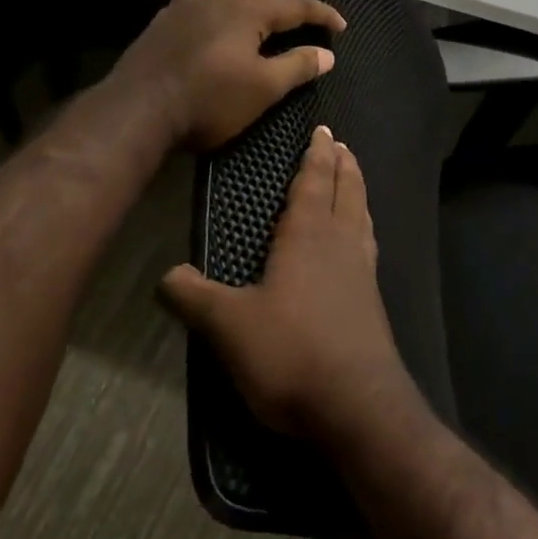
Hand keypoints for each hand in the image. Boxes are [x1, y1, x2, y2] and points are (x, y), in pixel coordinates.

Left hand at [108, 0, 345, 151]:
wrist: (140, 108)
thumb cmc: (207, 101)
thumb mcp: (261, 89)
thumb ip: (295, 68)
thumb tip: (327, 54)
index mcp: (249, 15)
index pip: (296, 7)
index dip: (321, 14)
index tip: (341, 25)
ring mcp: (192, 3)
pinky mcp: (169, 14)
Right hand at [160, 126, 416, 442]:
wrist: (357, 406)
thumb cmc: (291, 353)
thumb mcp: (228, 325)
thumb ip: (194, 297)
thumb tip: (165, 275)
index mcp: (308, 235)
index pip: (313, 181)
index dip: (316, 155)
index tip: (324, 132)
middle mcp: (340, 243)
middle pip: (346, 191)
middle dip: (343, 165)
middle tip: (342, 145)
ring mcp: (362, 272)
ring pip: (362, 216)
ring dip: (357, 192)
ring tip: (354, 179)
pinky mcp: (372, 302)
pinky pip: (368, 246)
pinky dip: (363, 228)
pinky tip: (359, 244)